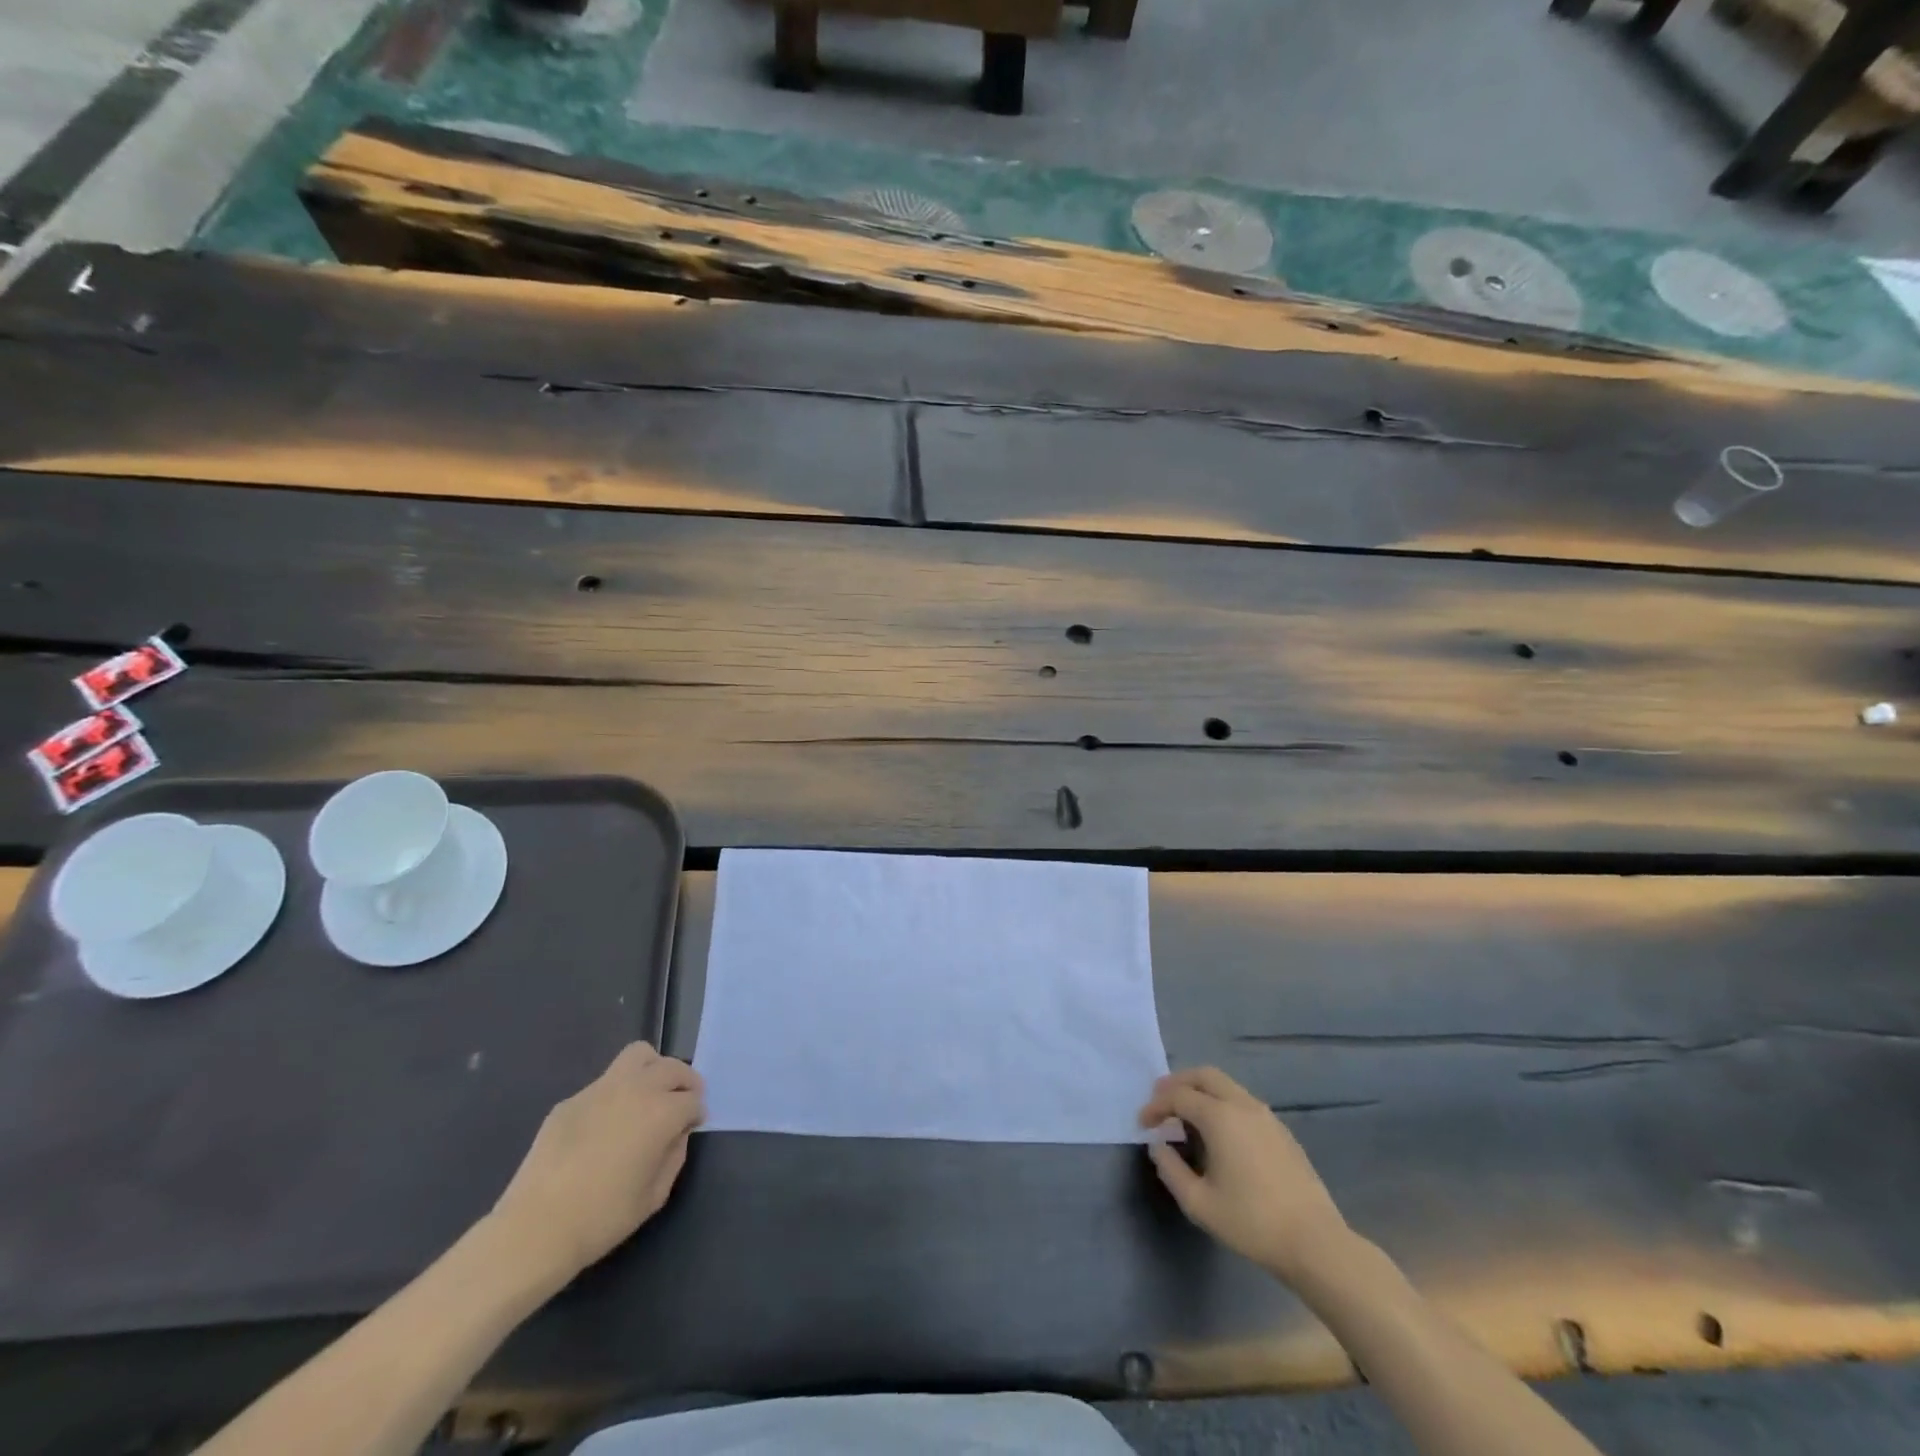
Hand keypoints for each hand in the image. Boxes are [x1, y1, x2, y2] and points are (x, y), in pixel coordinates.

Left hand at [491, 1043, 704, 1286]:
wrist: (535, 1229)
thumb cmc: (602, 1218)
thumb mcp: (655, 1196)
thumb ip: (674, 1156)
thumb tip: (676, 1134)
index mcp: (661, 1112)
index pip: (693, 1099)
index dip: (696, 1114)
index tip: (691, 1127)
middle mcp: (636, 1089)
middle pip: (672, 1068)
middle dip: (684, 1082)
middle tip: (680, 1104)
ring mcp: (600, 1089)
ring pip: (639, 1055)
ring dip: (653, 1069)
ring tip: (649, 1094)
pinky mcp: (572, 1100)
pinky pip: (605, 1083)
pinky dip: (617, 1093)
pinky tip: (605, 1124)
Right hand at [1139, 1066, 1349, 1281]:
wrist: (1315, 1243)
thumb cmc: (1251, 1222)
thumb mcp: (1199, 1203)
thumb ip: (1171, 1170)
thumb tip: (1159, 1145)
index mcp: (1220, 1117)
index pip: (1178, 1096)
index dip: (1156, 1106)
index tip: (1142, 1123)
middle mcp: (1242, 1105)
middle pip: (1204, 1075)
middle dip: (1178, 1083)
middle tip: (1160, 1100)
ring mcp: (1266, 1116)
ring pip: (1226, 1086)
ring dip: (1201, 1091)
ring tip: (1185, 1115)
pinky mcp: (1281, 1131)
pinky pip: (1242, 1102)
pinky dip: (1221, 1103)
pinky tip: (1218, 1132)